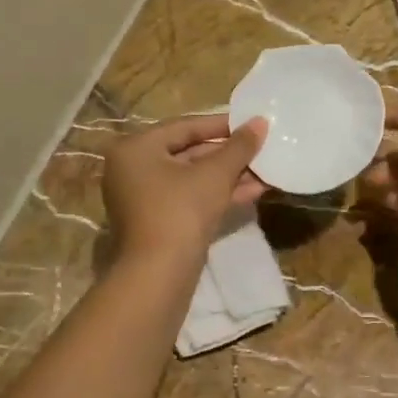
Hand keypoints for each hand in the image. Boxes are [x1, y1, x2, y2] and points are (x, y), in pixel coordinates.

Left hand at [103, 116, 266, 267]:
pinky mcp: (158, 223)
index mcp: (136, 148)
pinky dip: (217, 194)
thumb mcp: (215, 174)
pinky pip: (190, 199)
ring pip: (192, 179)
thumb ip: (239, 146)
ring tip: (265, 171)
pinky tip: (253, 191)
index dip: (222, 124)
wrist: (159, 275)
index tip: (251, 123)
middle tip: (260, 149)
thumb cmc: (181, 211)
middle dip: (228, 155)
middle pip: (188, 153)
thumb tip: (260, 122)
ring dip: (229, 176)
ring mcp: (143, 199)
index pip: (184, 127)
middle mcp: (133, 169)